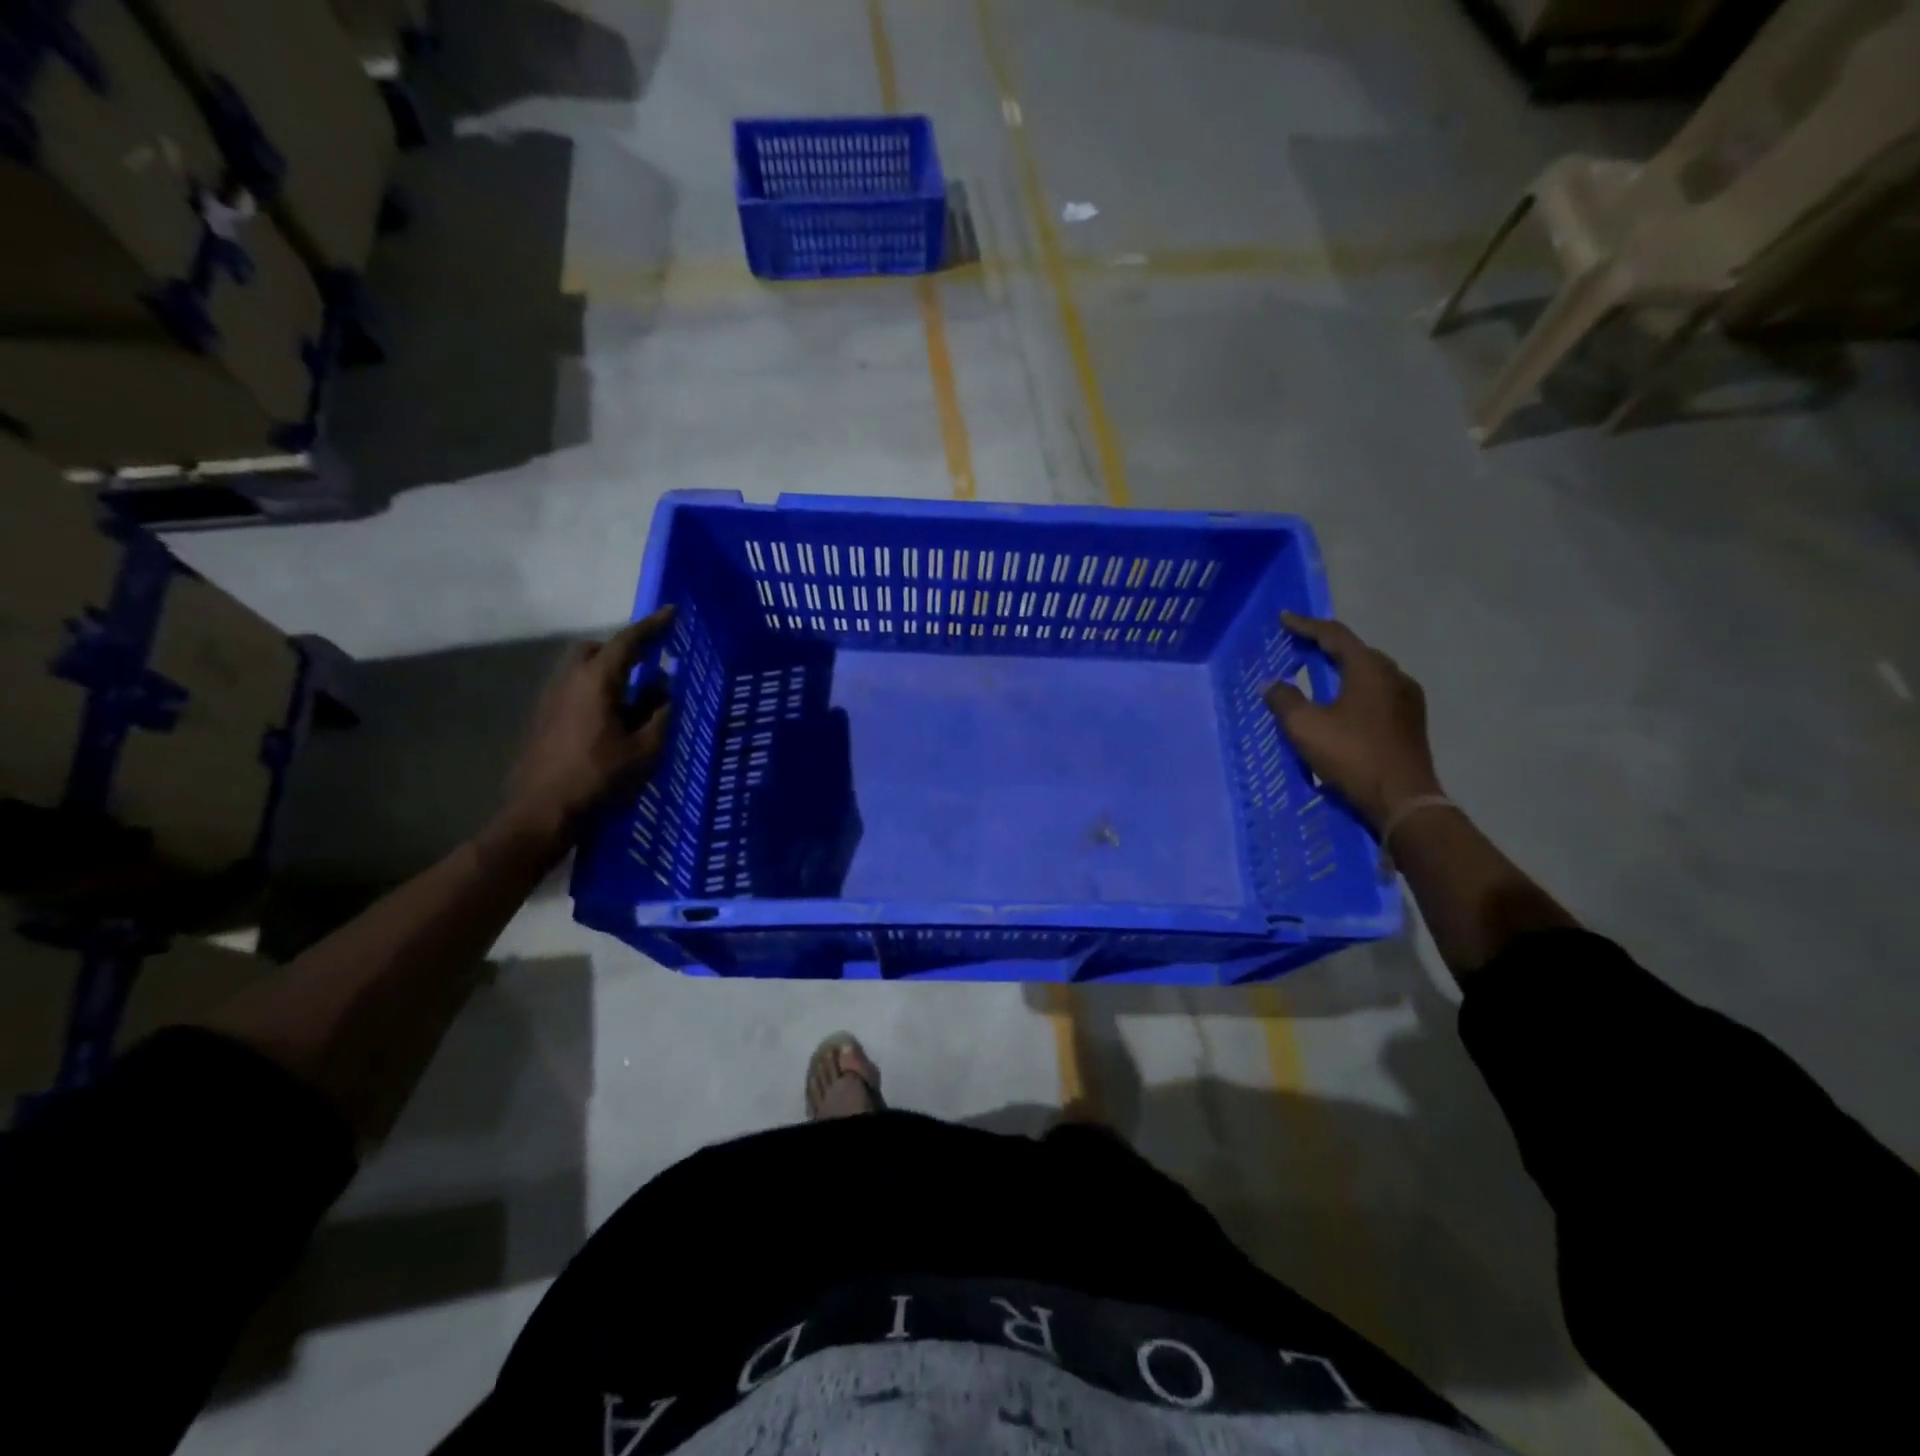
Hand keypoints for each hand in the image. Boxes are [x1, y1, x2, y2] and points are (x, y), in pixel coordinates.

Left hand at [495, 608, 675, 850]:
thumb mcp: (645, 749)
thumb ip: (659, 714)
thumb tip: (664, 692)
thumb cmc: (599, 777)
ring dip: (609, 673)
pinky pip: (575, 690)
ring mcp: (552, 698)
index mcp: (597, 681)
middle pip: (597, 649)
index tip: (672, 613)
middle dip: (624, 650)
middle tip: (650, 663)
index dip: (652, 626)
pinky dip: (596, 692)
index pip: (628, 642)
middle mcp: (570, 680)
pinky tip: (612, 720)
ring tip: (635, 699)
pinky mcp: (544, 717)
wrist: (542, 810)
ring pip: (583, 670)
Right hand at [1264, 613, 1440, 832]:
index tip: (1283, 619)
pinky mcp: (1410, 722)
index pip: (1334, 635)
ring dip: (1342, 669)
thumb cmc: (1352, 756)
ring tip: (1319, 673)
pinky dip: (1355, 689)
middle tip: (1299, 645)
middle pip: (1356, 651)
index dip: (1306, 625)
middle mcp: (1394, 676)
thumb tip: (1271, 684)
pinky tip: (1343, 704)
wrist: (1403, 801)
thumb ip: (1285, 700)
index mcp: (1370, 669)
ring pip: (1369, 673)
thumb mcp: (1306, 727)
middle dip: (1326, 646)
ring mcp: (1407, 700)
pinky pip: (1377, 693)